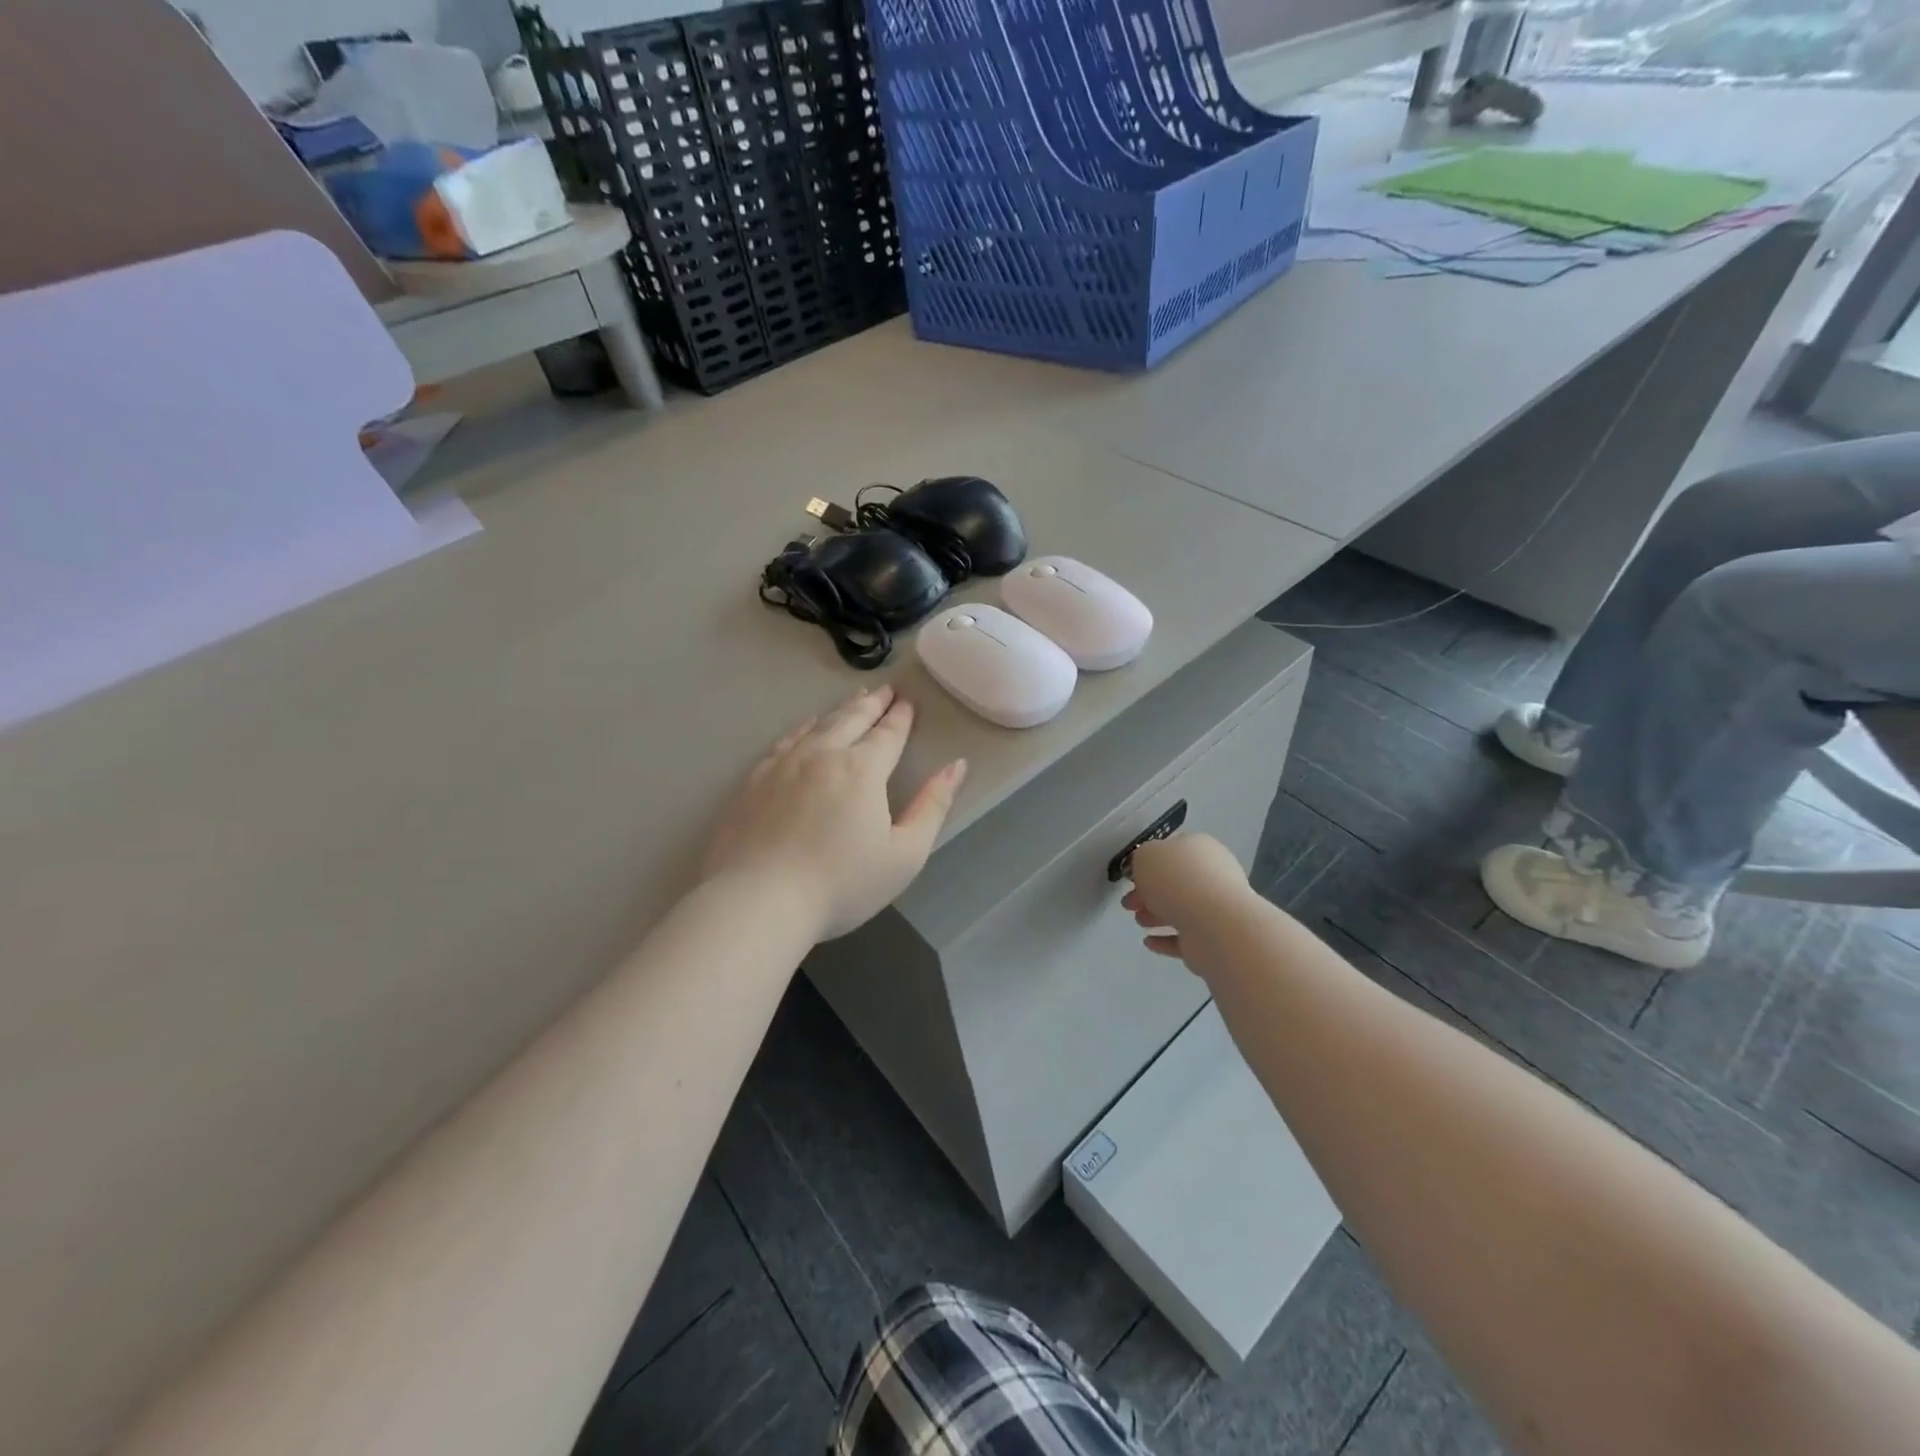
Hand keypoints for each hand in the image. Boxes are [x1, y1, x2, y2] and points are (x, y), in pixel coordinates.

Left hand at [703, 686, 966, 941]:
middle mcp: (823, 755)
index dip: (901, 718)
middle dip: (873, 703)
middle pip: (852, 719)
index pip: (888, 735)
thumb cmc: (841, 884)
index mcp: (862, 770)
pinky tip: (806, 726)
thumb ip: (932, 806)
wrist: (758, 901)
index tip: (908, 701)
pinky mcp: (754, 781)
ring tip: (854, 698)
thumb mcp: (905, 854)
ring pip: (818, 725)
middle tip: (885, 689)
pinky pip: (785, 741)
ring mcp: (783, 765)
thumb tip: (956, 766)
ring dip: (841, 709)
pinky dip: (802, 727)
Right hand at [1121, 834, 1253, 958]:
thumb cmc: (1178, 880)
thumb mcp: (1146, 856)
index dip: (1149, 863)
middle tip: (1129, 903)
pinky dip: (1166, 939)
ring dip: (1156, 915)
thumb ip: (1141, 859)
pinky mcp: (1213, 938)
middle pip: (1174, 882)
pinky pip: (1185, 936)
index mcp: (1199, 848)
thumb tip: (1146, 872)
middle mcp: (1212, 875)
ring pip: (1180, 909)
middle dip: (1148, 893)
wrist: (1214, 925)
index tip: (1131, 878)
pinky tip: (1149, 942)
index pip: (1172, 851)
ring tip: (1139, 922)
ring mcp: (1215, 908)